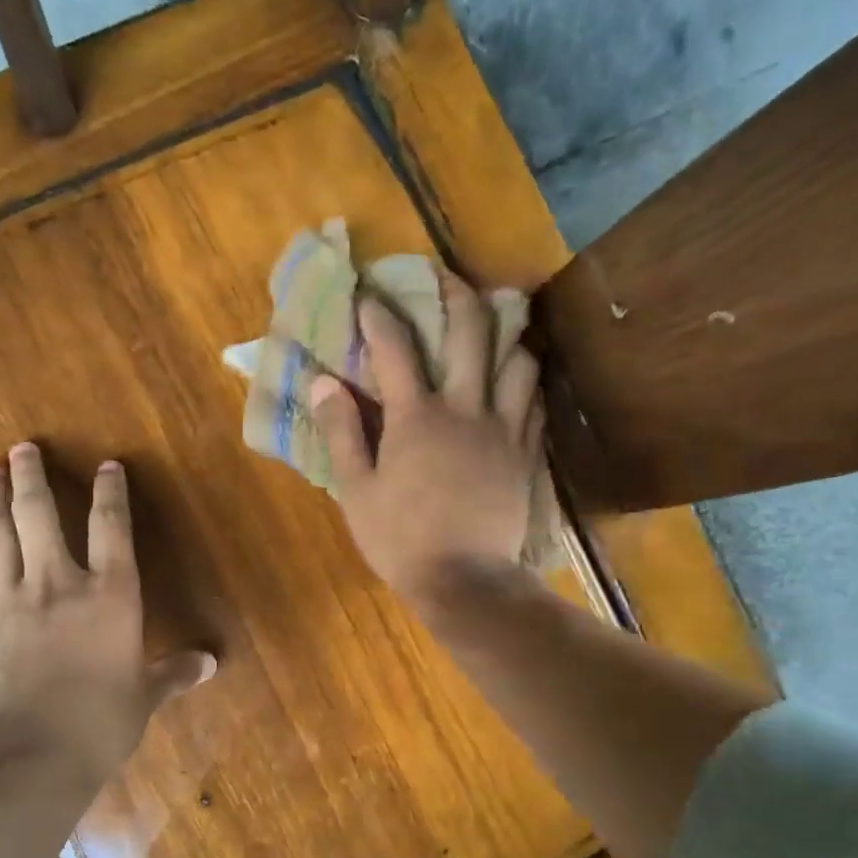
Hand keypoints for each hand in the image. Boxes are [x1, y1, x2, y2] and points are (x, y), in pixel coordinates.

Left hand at [0, 442, 214, 778]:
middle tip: (21, 448)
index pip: (112, 528)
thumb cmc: (98, 725)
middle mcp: (57, 584)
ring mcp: (7, 602)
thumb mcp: (143, 699)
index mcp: (109, 596)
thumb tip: (210, 663)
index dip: (110, 493)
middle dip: (31, 477)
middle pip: (40, 516)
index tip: (107, 466)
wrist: (26, 759)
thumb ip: (172, 674)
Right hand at [310, 272, 543, 602]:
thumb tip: (324, 381)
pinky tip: (518, 375)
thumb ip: (342, 432)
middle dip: (457, 294)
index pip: (394, 349)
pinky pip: (533, 399)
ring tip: (497, 320)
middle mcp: (465, 409)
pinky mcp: (526, 452)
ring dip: (505, 332)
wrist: (467, 581)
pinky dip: (525, 378)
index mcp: (416, 417)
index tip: (367, 295)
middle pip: (470, 333)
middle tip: (445, 276)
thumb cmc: (401, 539)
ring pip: (516, 359)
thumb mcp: (357, 490)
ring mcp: (503, 429)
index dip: (378, 316)